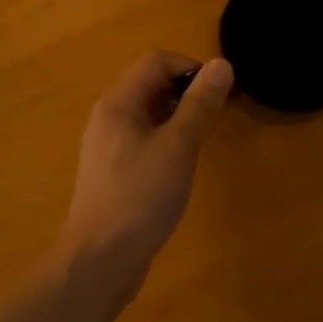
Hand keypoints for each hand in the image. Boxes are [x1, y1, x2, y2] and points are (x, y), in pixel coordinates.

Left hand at [60, 52, 233, 284]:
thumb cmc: (141, 196)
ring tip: (201, 141)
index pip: (155, 61)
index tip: (218, 93)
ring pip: (148, 114)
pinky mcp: (112, 171)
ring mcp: (107, 146)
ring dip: (177, 117)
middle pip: (150, 84)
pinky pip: (142, 139)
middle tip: (215, 117)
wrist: (100, 260)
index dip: (190, 67)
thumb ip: (200, 104)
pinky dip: (165, 140)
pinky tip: (180, 166)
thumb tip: (222, 64)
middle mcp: (108, 117)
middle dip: (186, 92)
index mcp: (118, 103)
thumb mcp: (178, 146)